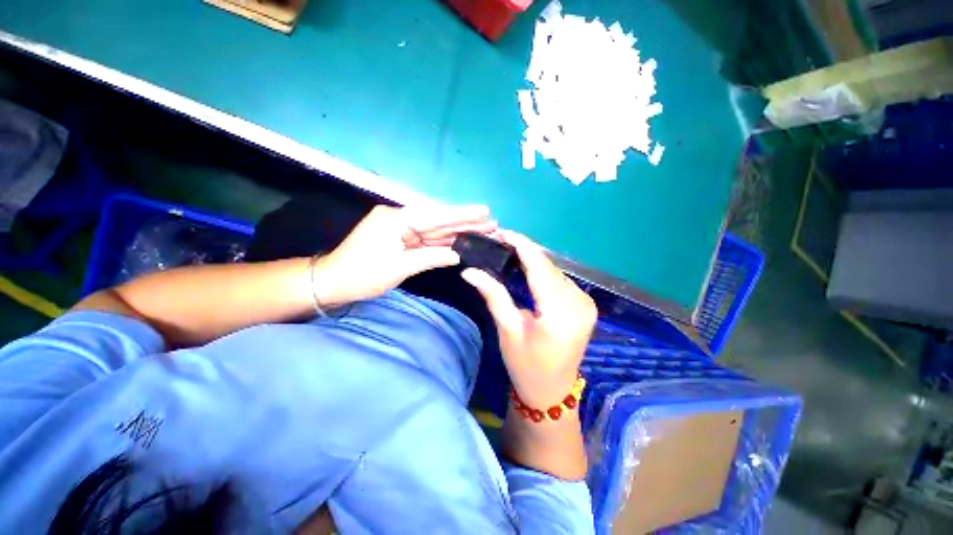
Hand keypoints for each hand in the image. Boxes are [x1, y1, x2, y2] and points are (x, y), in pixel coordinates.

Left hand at [314, 204, 495, 306]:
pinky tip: (461, 242)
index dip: (462, 214)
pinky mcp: (401, 241)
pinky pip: (426, 241)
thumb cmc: (363, 274)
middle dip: (464, 222)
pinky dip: (443, 243)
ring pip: (434, 231)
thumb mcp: (399, 267)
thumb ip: (430, 257)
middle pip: (438, 221)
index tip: (484, 211)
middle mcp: (400, 219)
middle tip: (490, 222)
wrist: (333, 282)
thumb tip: (456, 255)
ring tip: (482, 231)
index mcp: (397, 219)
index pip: (436, 215)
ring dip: (457, 233)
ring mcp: (401, 230)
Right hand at [461, 231, 596, 407]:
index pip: (540, 267)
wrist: (552, 392)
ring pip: (555, 270)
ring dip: (534, 259)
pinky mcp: (585, 305)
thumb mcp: (508, 329)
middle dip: (526, 250)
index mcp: (560, 312)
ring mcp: (585, 303)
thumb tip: (470, 271)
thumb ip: (493, 295)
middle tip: (501, 241)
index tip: (503, 232)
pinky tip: (528, 268)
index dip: (522, 245)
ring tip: (510, 251)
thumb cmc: (526, 365)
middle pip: (549, 266)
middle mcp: (579, 303)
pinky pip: (561, 280)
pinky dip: (544, 271)